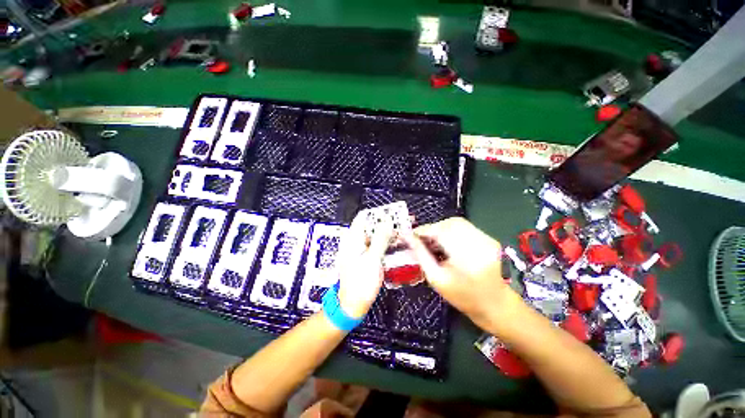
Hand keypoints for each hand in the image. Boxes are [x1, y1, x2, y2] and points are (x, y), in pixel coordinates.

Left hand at [336, 214, 393, 318]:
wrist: (352, 305)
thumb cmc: (360, 284)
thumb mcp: (372, 259)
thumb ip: (380, 239)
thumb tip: (387, 222)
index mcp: (352, 238)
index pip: (364, 216)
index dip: (379, 213)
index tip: (393, 213)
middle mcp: (354, 241)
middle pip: (371, 225)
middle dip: (386, 222)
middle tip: (402, 221)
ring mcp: (359, 249)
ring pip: (374, 234)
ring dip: (388, 231)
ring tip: (402, 230)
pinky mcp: (364, 256)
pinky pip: (375, 244)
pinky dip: (385, 241)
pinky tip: (395, 242)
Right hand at [403, 217, 511, 330]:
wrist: (495, 305)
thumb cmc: (462, 297)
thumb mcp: (436, 278)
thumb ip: (420, 254)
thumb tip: (406, 237)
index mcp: (467, 257)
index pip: (441, 232)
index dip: (423, 230)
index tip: (410, 235)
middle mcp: (480, 243)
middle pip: (450, 223)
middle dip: (432, 228)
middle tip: (422, 239)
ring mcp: (487, 239)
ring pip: (457, 222)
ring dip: (441, 228)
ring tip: (434, 242)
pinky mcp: (489, 238)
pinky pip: (465, 227)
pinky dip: (451, 231)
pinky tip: (447, 243)